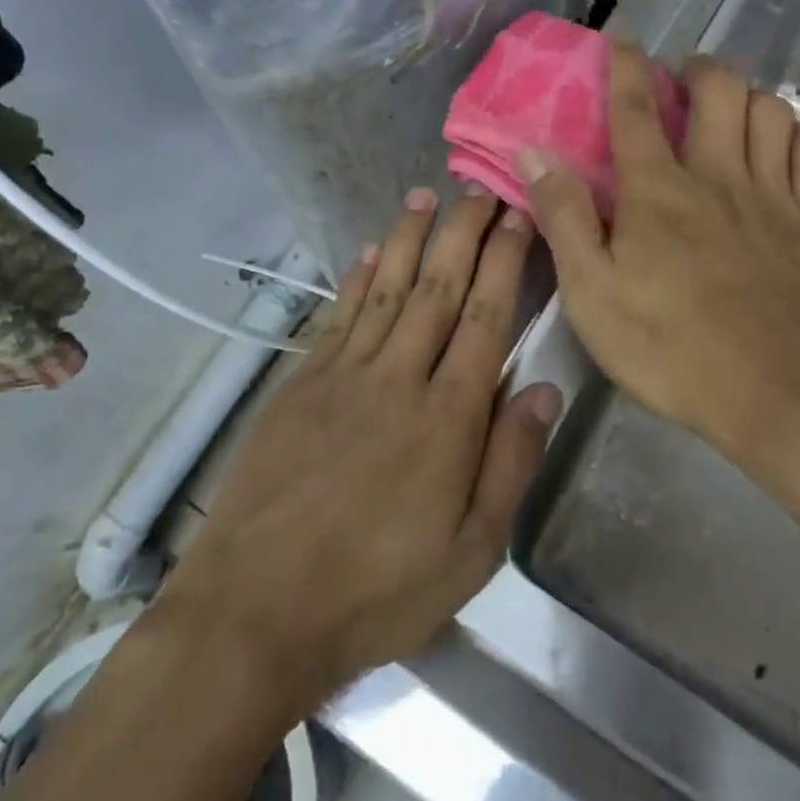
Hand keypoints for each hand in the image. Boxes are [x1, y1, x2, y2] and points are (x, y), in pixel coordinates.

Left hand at [162, 188, 560, 709]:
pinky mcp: (300, 384)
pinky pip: (337, 316)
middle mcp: (398, 377)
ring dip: (409, 237)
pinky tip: (370, 249)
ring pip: (386, 288)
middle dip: (463, 233)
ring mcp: (343, 375)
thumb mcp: (470, 552)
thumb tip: (544, 388)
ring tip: (427, 195)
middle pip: (438, 289)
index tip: (518, 220)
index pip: (486, 318)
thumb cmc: (376, 592)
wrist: (255, 611)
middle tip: (481, 189)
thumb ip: (511, 463)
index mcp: (448, 417)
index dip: (505, 263)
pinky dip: (356, 277)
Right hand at [519, 45, 799, 520]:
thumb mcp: (593, 294)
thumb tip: (534, 152)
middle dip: (698, 68)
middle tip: (682, 82)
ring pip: (770, 108)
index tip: (622, 43)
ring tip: (729, 111)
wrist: (785, 394)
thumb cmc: (674, 349)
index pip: (636, 108)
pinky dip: (793, 133)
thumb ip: (565, 218)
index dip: (625, 67)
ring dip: (747, 94)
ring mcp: (774, 194)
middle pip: (718, 88)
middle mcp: (718, 175)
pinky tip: (778, 147)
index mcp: (658, 191)